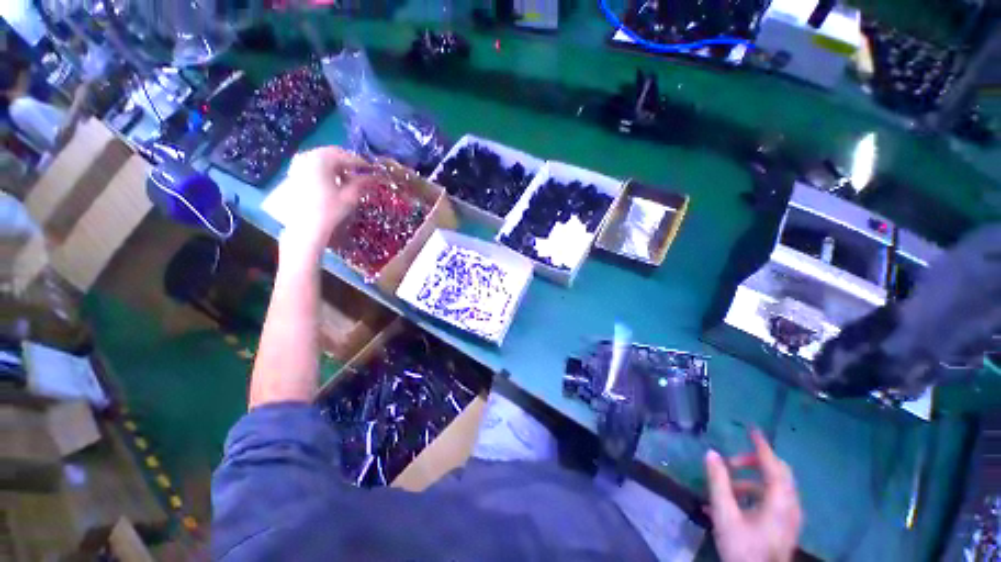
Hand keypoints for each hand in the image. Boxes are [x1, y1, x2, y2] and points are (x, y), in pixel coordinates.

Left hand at [280, 147, 370, 257]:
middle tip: (360, 173)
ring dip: (335, 166)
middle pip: (332, 154)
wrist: (305, 227)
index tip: (372, 170)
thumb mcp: (350, 195)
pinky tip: (331, 183)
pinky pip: (312, 166)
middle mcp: (307, 156)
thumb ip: (362, 182)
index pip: (347, 157)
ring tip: (346, 179)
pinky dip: (324, 171)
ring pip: (321, 159)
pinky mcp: (293, 174)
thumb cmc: (330, 210)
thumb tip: (374, 176)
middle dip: (347, 162)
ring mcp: (297, 164)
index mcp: (322, 159)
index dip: (362, 163)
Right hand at [705, 430, 801, 561]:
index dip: (761, 446)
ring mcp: (790, 518)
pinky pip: (773, 501)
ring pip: (775, 488)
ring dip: (751, 480)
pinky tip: (733, 504)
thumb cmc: (743, 548)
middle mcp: (790, 506)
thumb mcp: (725, 514)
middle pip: (778, 473)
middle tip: (732, 462)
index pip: (772, 464)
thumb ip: (718, 482)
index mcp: (779, 501)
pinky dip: (755, 494)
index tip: (752, 430)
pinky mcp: (785, 527)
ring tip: (726, 486)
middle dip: (754, 462)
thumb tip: (711, 454)